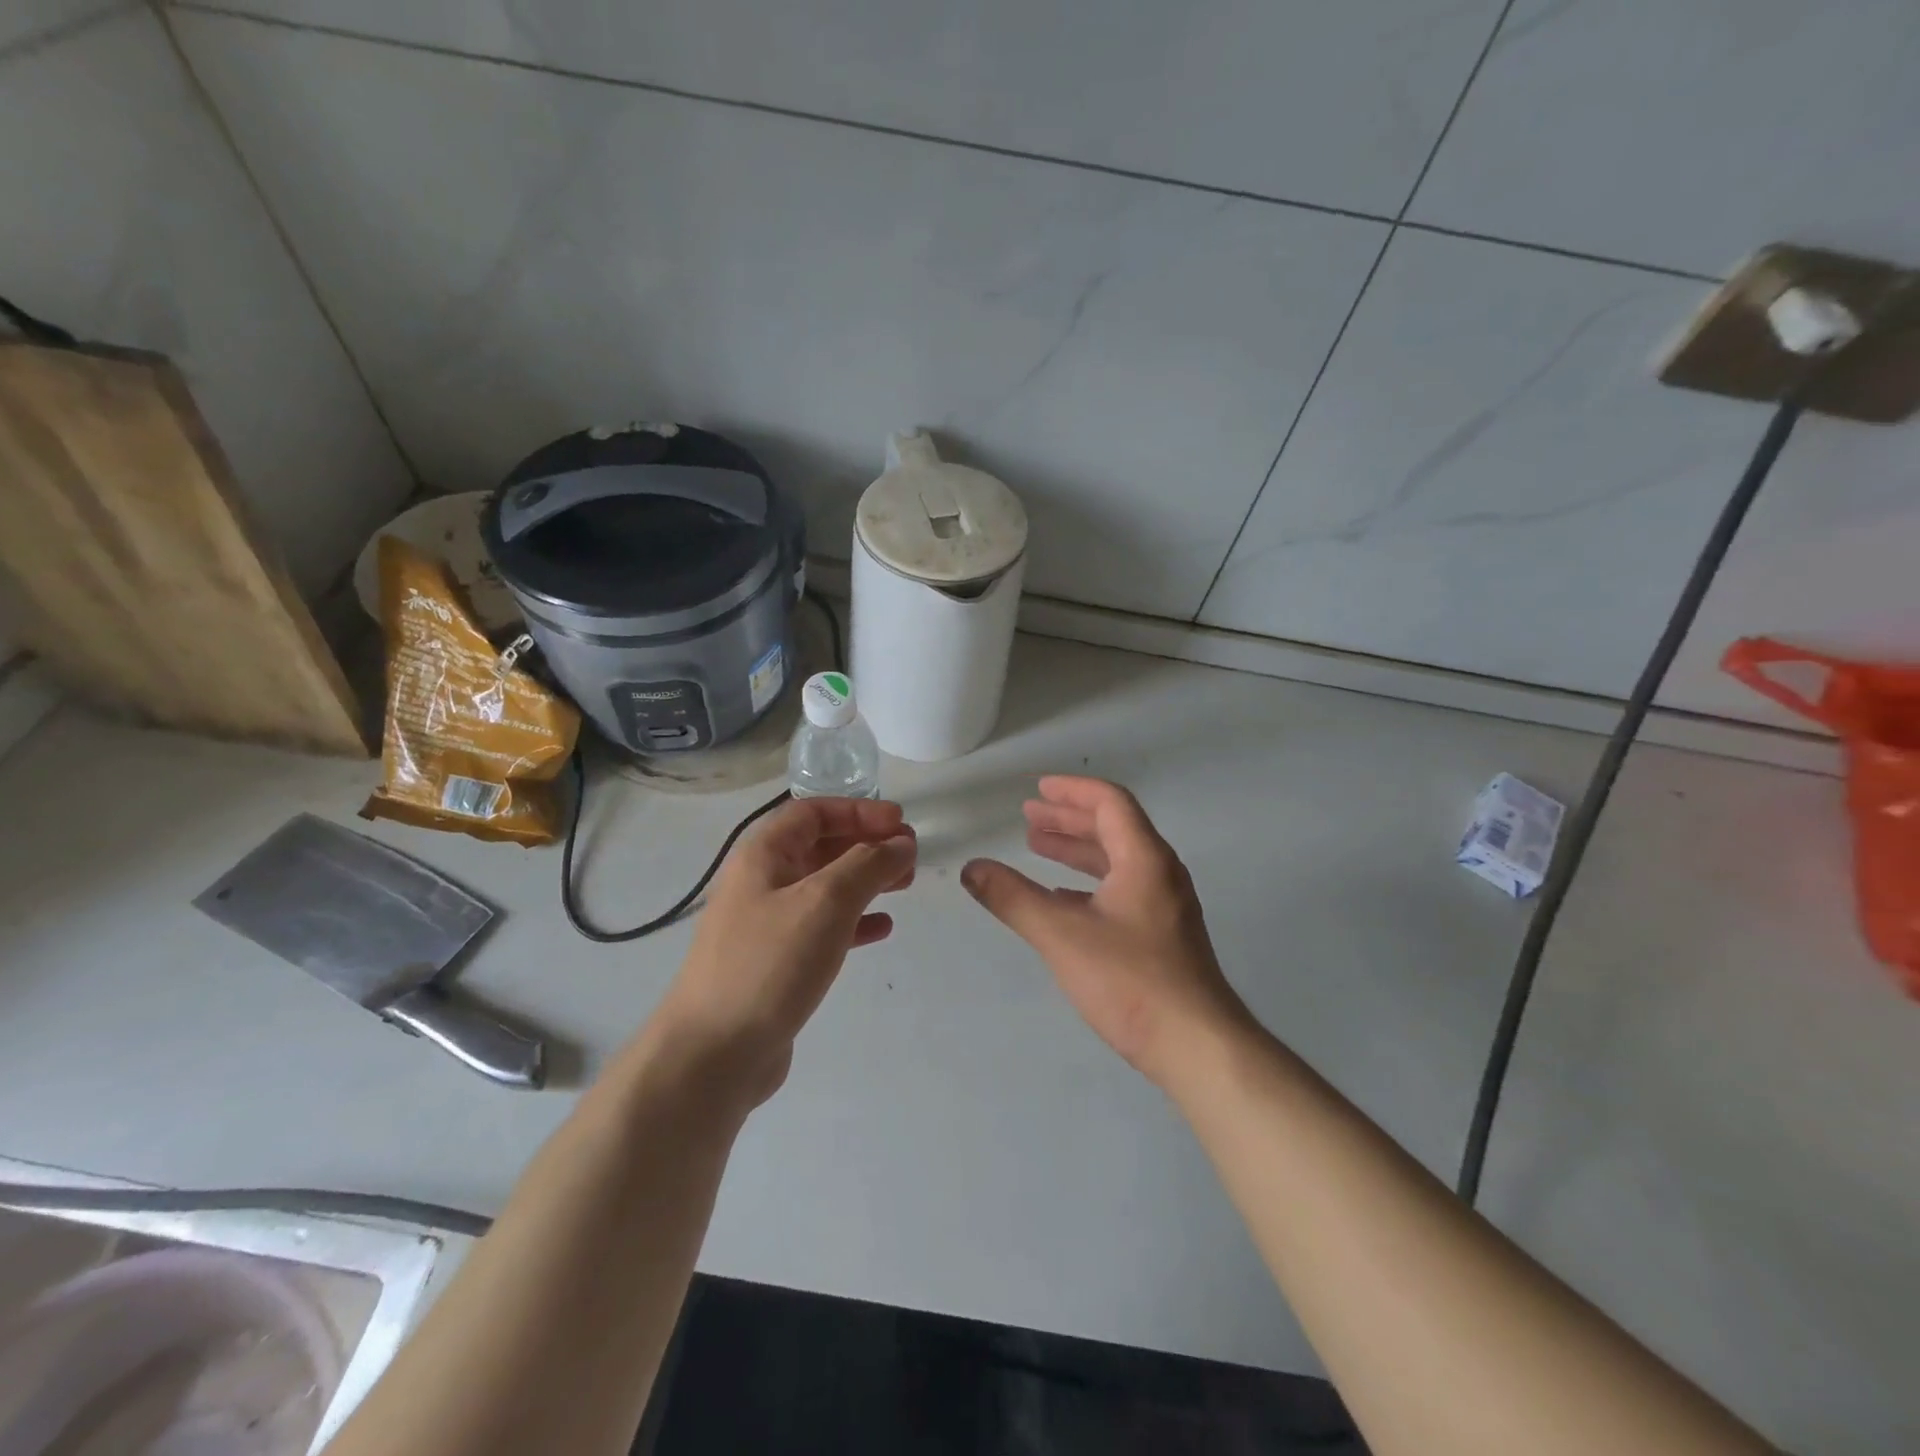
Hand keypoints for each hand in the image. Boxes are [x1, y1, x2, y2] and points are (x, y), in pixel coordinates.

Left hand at [647, 797, 915, 1106]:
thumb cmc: (770, 963)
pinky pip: (821, 927)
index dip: (859, 811)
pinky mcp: (776, 962)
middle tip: (910, 855)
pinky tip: (881, 928)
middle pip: (821, 846)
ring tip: (905, 886)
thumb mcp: (826, 902)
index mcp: (763, 855)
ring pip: (825, 887)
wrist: (713, 1054)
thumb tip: (901, 842)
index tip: (900, 822)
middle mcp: (761, 882)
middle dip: (867, 845)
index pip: (813, 812)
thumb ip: (869, 865)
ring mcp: (766, 924)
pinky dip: (853, 921)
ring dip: (865, 881)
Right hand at [961, 776, 1249, 1085]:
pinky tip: (1062, 900)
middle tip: (1030, 817)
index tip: (1039, 789)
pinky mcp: (1163, 936)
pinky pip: (1121, 890)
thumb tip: (971, 868)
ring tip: (1038, 847)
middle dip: (1069, 818)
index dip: (1073, 791)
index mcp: (1144, 859)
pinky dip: (1088, 883)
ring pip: (1117, 861)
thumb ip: (1013, 899)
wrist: (1198, 1047)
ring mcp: (1166, 906)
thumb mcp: (1062, 935)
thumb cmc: (1131, 981)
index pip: (1110, 803)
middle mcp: (1160, 873)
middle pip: (1114, 828)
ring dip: (1078, 850)